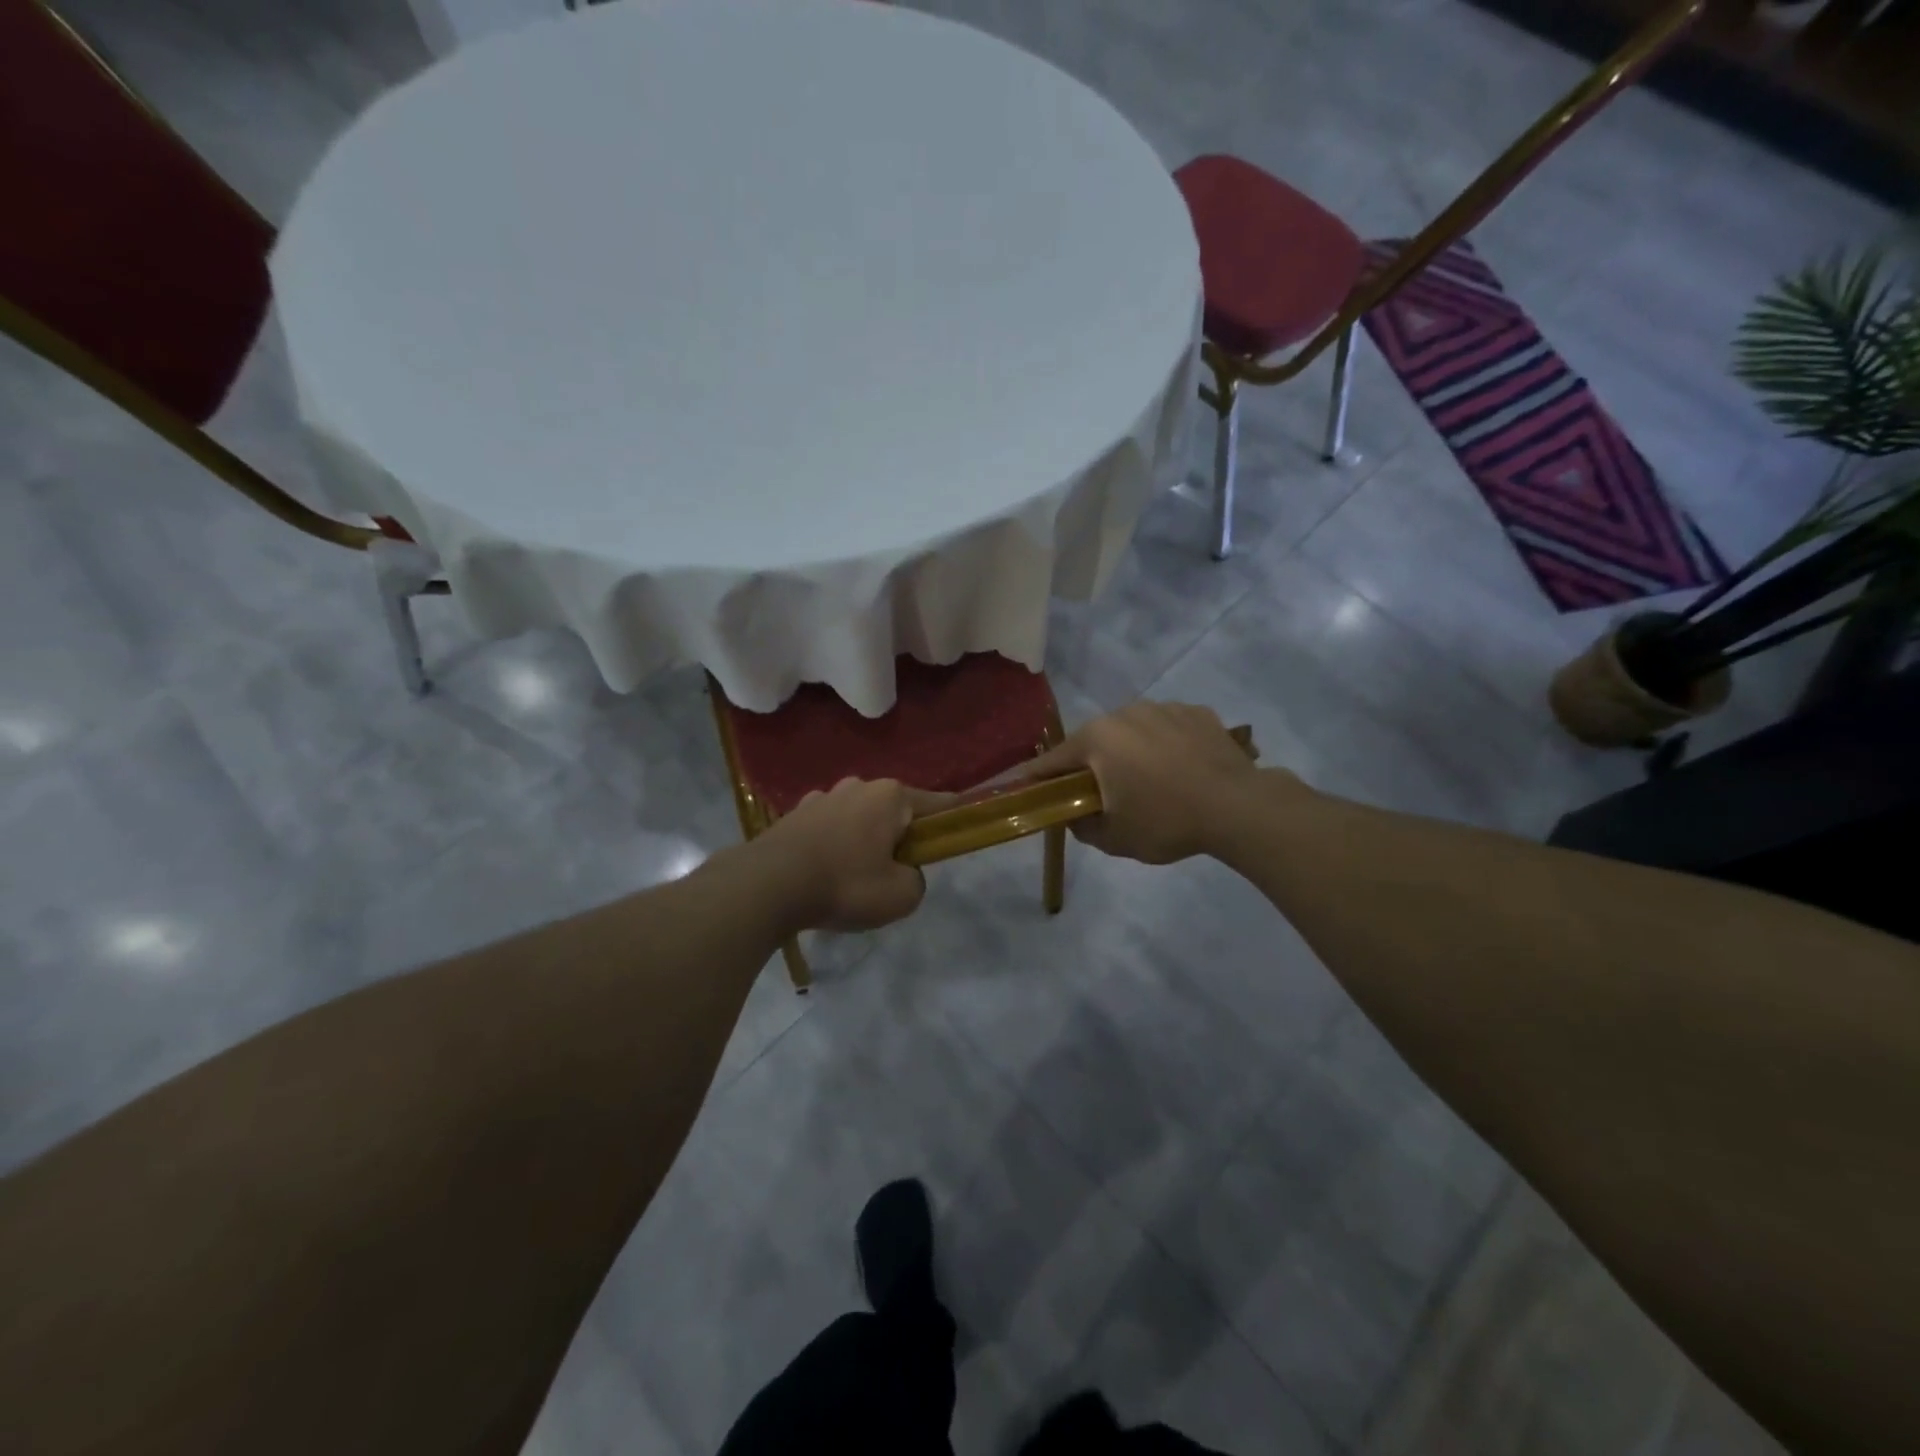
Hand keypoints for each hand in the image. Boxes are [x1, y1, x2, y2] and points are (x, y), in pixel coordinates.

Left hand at [754, 778, 949, 931]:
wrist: (767, 886)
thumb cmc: (844, 884)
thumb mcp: (901, 896)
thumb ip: (916, 881)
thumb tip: (904, 873)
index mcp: (891, 796)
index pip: (937, 804)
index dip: (952, 820)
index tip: (956, 835)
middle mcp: (858, 786)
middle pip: (895, 811)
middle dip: (900, 836)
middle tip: (896, 872)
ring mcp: (823, 796)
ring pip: (859, 818)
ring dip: (864, 839)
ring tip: (854, 876)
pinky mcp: (795, 814)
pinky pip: (829, 828)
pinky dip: (834, 845)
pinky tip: (824, 872)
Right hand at [1024, 702, 1268, 863]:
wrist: (1239, 807)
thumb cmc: (1166, 822)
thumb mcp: (1114, 838)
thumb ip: (1081, 826)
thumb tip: (1073, 816)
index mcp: (1098, 739)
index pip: (1053, 760)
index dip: (1035, 777)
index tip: (1023, 787)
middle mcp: (1125, 713)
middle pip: (1095, 741)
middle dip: (1091, 765)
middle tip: (1101, 794)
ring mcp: (1163, 707)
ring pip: (1133, 731)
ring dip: (1131, 752)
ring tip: (1151, 782)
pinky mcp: (1196, 712)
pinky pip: (1167, 728)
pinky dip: (1166, 745)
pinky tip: (1182, 770)